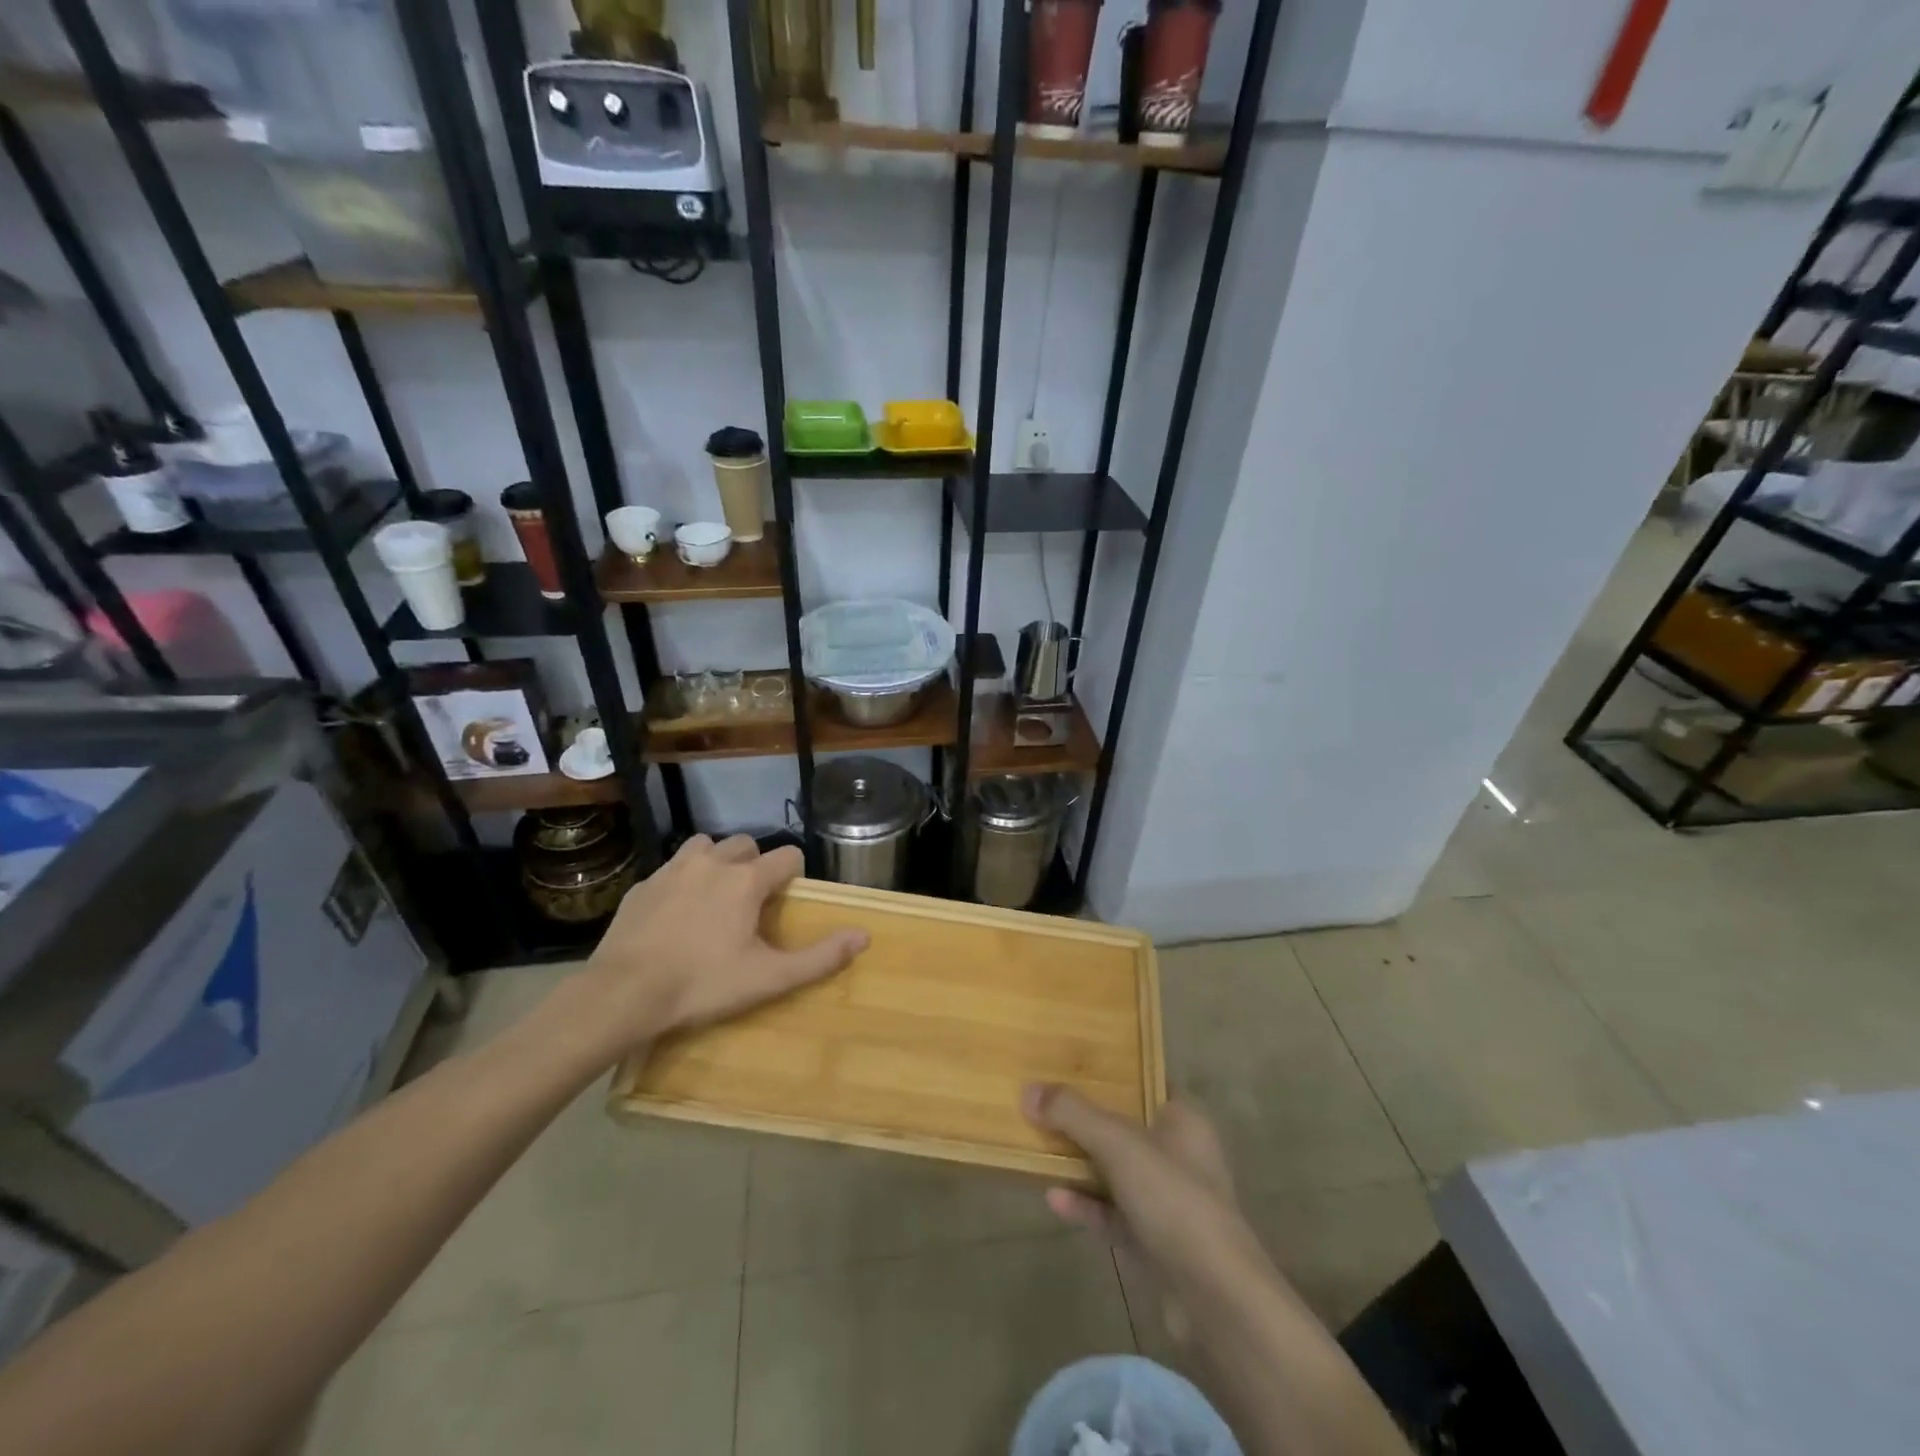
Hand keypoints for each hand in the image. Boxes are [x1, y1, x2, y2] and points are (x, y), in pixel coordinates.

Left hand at [583, 834, 866, 1045]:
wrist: (622, 994)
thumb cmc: (702, 985)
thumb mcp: (768, 978)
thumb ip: (820, 957)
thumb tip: (864, 936)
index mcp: (746, 880)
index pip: (787, 856)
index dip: (794, 874)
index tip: (787, 900)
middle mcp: (712, 862)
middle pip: (746, 844)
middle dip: (755, 864)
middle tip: (751, 902)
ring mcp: (672, 870)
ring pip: (705, 846)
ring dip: (716, 861)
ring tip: (714, 896)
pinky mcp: (642, 885)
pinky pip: (671, 868)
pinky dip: (682, 880)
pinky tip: (675, 913)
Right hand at [1024, 1084, 1269, 1342]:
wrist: (1216, 1300)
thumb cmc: (1174, 1199)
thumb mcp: (1120, 1144)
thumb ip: (1073, 1115)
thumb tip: (1029, 1090)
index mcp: (1183, 1119)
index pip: (1146, 1081)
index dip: (1112, 1071)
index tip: (1071, 1063)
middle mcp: (1179, 1154)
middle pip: (1125, 1126)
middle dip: (1085, 1119)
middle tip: (1044, 1104)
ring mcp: (1168, 1201)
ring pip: (1117, 1172)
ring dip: (1081, 1164)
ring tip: (1039, 1150)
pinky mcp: (1156, 1242)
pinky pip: (1114, 1214)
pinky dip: (1086, 1205)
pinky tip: (1054, 1200)